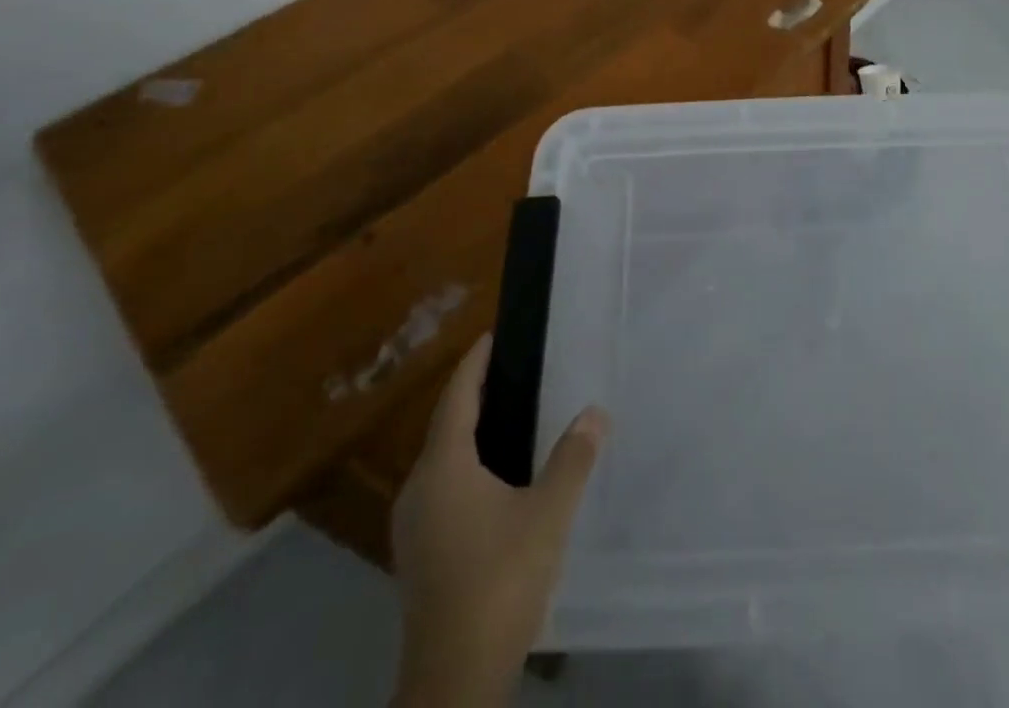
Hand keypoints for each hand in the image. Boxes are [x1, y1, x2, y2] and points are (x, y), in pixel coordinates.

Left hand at [390, 333, 608, 707]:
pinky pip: (442, 488)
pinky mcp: (418, 554)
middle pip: (445, 427)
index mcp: (443, 469)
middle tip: (510, 371)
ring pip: (441, 461)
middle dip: (473, 395)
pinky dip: (465, 466)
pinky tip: (495, 478)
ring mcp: (414, 526)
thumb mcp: (548, 513)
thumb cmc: (499, 580)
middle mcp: (419, 490)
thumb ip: (572, 458)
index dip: (473, 365)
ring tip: (508, 416)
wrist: (454, 679)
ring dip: (469, 433)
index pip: (456, 398)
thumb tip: (595, 412)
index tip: (491, 335)